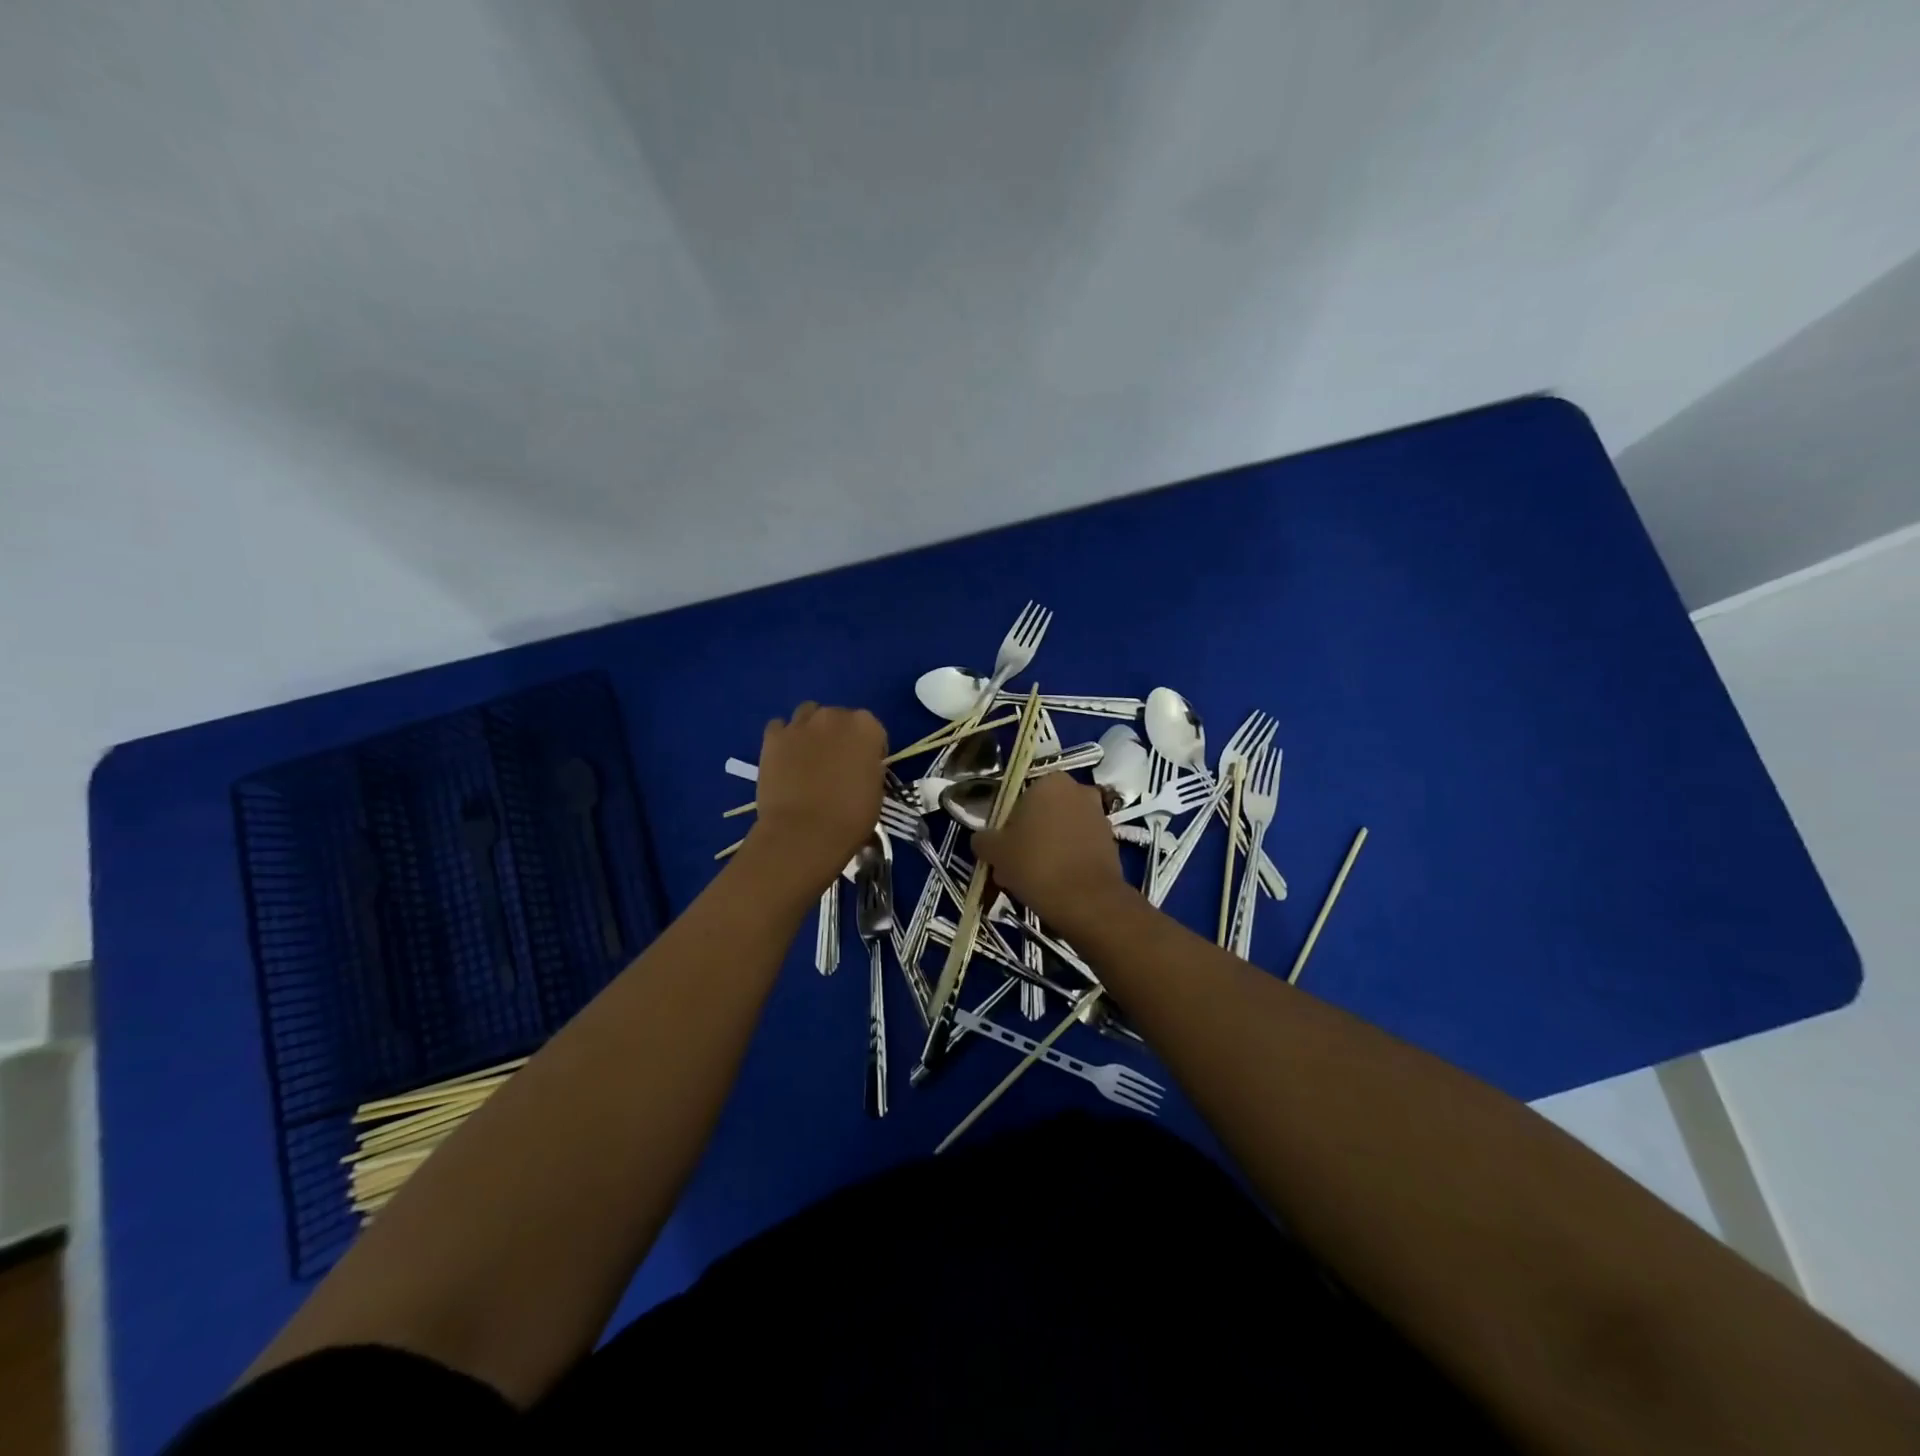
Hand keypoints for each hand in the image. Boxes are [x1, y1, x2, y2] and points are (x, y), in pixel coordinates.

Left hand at [748, 702, 886, 891]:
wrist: (804, 832)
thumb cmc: (850, 817)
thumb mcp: (876, 791)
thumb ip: (869, 767)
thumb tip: (859, 766)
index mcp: (866, 727)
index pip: (873, 729)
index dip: (869, 750)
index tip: (864, 768)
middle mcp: (834, 716)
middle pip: (839, 718)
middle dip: (839, 735)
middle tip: (835, 763)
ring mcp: (801, 724)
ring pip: (808, 715)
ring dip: (811, 730)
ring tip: (808, 756)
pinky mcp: (773, 737)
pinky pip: (779, 727)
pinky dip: (784, 738)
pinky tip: (785, 759)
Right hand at [972, 773, 1131, 928]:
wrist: (1087, 902)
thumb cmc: (1036, 864)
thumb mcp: (995, 851)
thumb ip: (983, 839)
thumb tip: (982, 840)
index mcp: (1050, 782)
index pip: (1019, 799)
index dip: (1007, 825)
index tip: (1002, 849)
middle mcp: (1079, 791)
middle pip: (1042, 815)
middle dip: (1028, 838)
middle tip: (1013, 867)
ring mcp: (1099, 817)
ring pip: (1060, 833)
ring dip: (1046, 851)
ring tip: (1031, 881)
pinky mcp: (1111, 843)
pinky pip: (1078, 848)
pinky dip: (1066, 861)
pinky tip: (1054, 886)